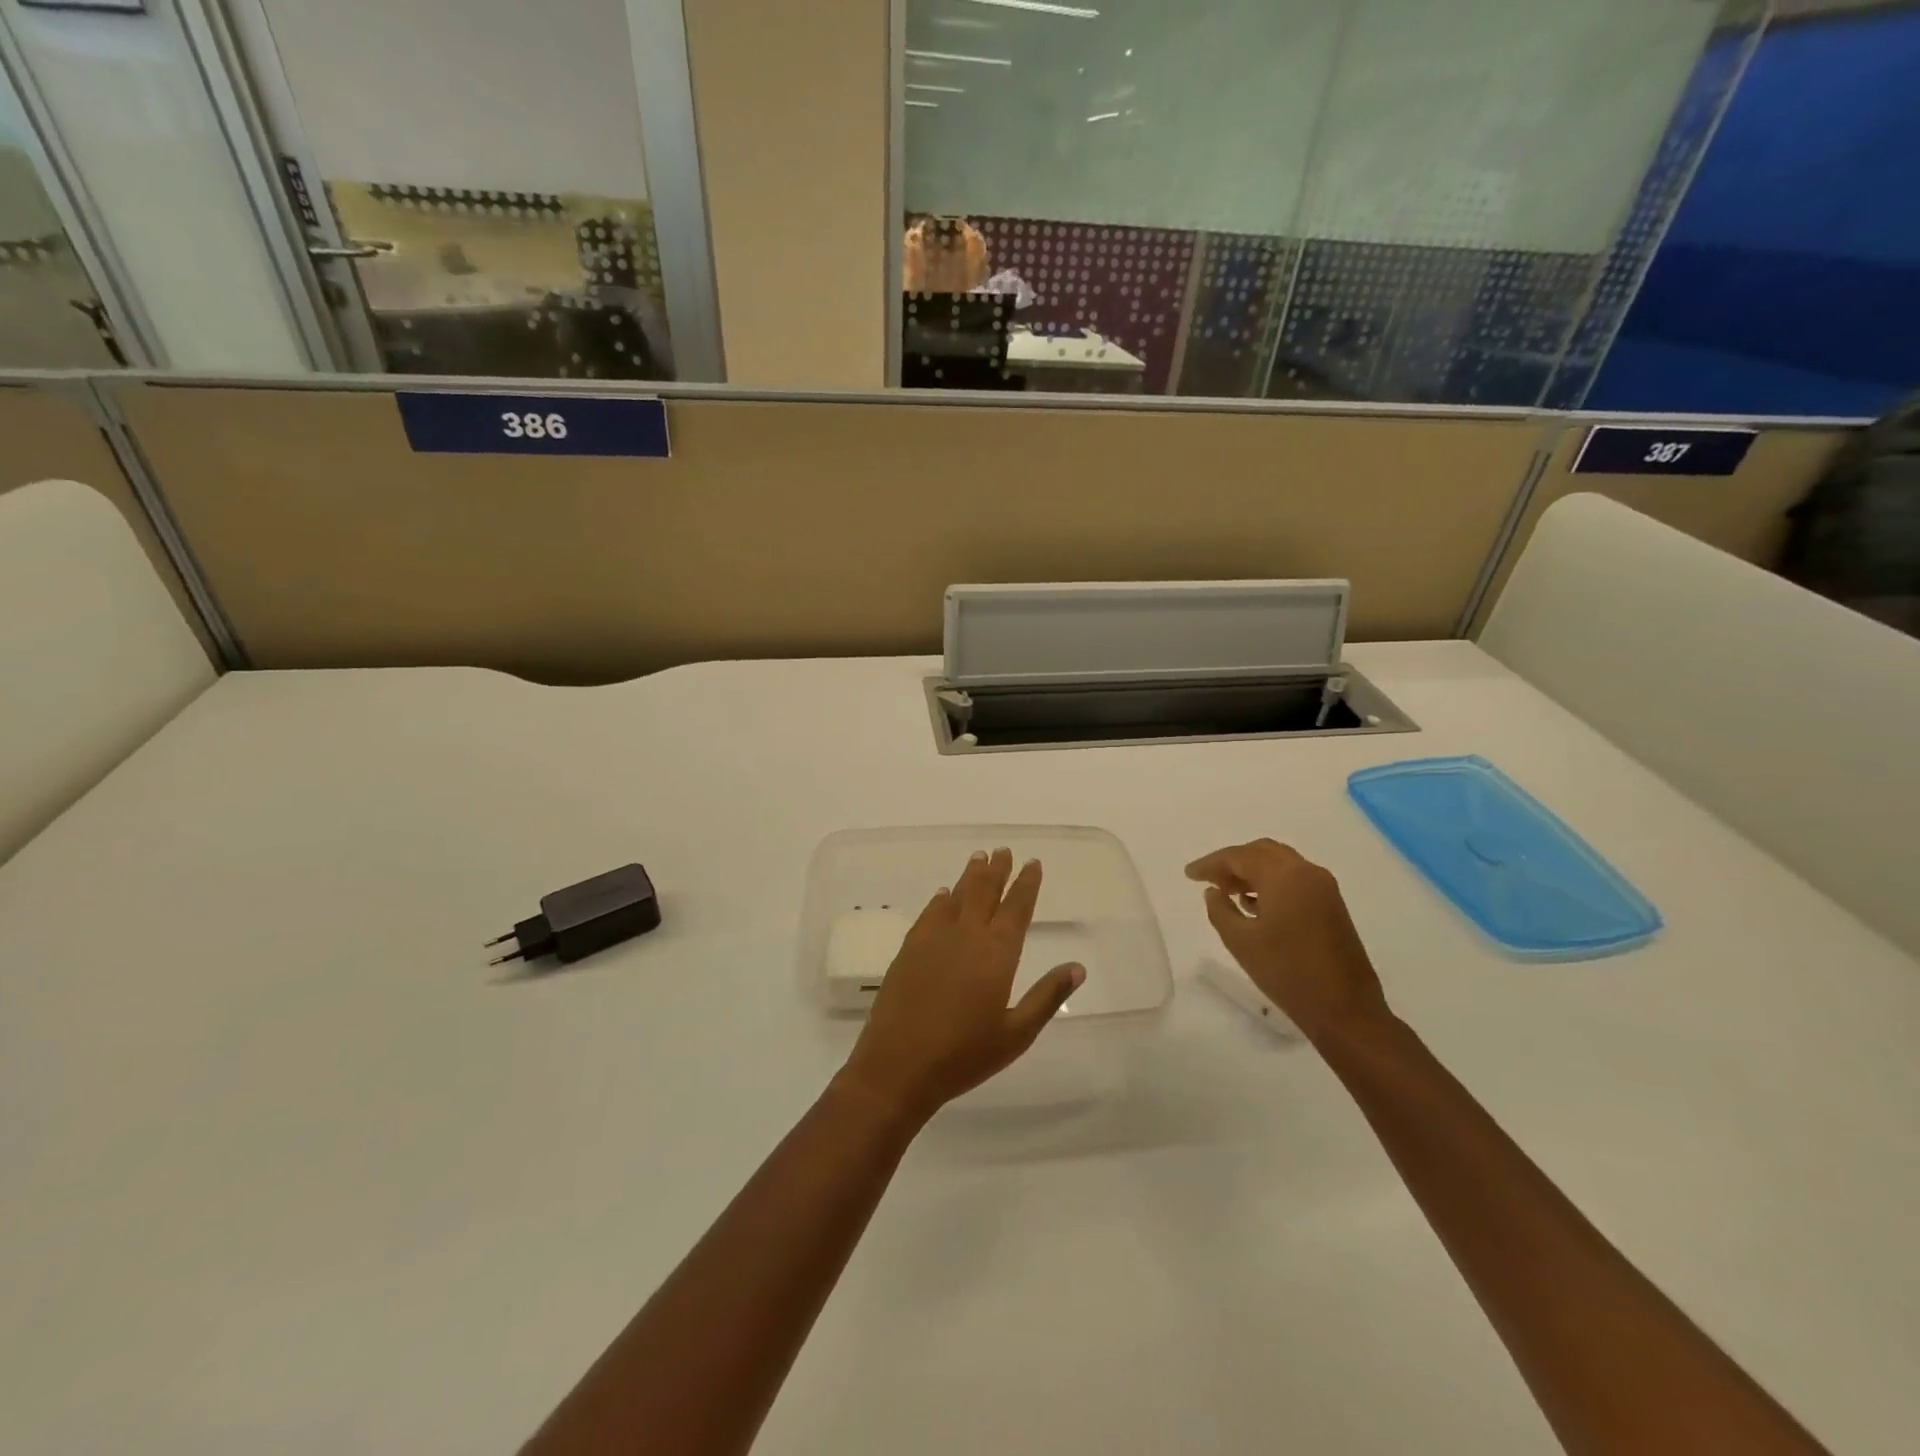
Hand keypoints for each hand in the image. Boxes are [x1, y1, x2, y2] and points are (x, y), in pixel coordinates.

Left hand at [840, 848, 1083, 1123]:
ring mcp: (934, 939)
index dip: (1026, 884)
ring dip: (970, 876)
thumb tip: (1077, 967)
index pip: (1016, 908)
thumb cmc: (964, 1055)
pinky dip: (940, 899)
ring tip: (979, 858)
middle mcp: (967, 935)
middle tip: (1003, 850)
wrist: (899, 1065)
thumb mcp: (1016, 1034)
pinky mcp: (909, 948)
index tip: (1032, 863)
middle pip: (984, 892)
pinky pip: (930, 913)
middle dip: (997, 870)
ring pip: (956, 896)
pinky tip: (943, 894)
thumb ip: (1047, 997)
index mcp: (997, 954)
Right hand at [1186, 839, 1391, 1047]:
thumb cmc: (1287, 973)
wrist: (1345, 1010)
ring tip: (1228, 892)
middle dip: (1233, 862)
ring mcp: (1324, 888)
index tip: (1189, 875)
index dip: (1211, 864)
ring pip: (1280, 863)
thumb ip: (1220, 909)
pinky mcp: (1332, 905)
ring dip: (1252, 871)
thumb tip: (1213, 891)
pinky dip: (1271, 882)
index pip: (1239, 857)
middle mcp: (1307, 872)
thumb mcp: (1240, 942)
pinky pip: (1295, 879)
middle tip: (1209, 880)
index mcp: (1284, 876)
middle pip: (1262, 852)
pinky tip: (1254, 905)